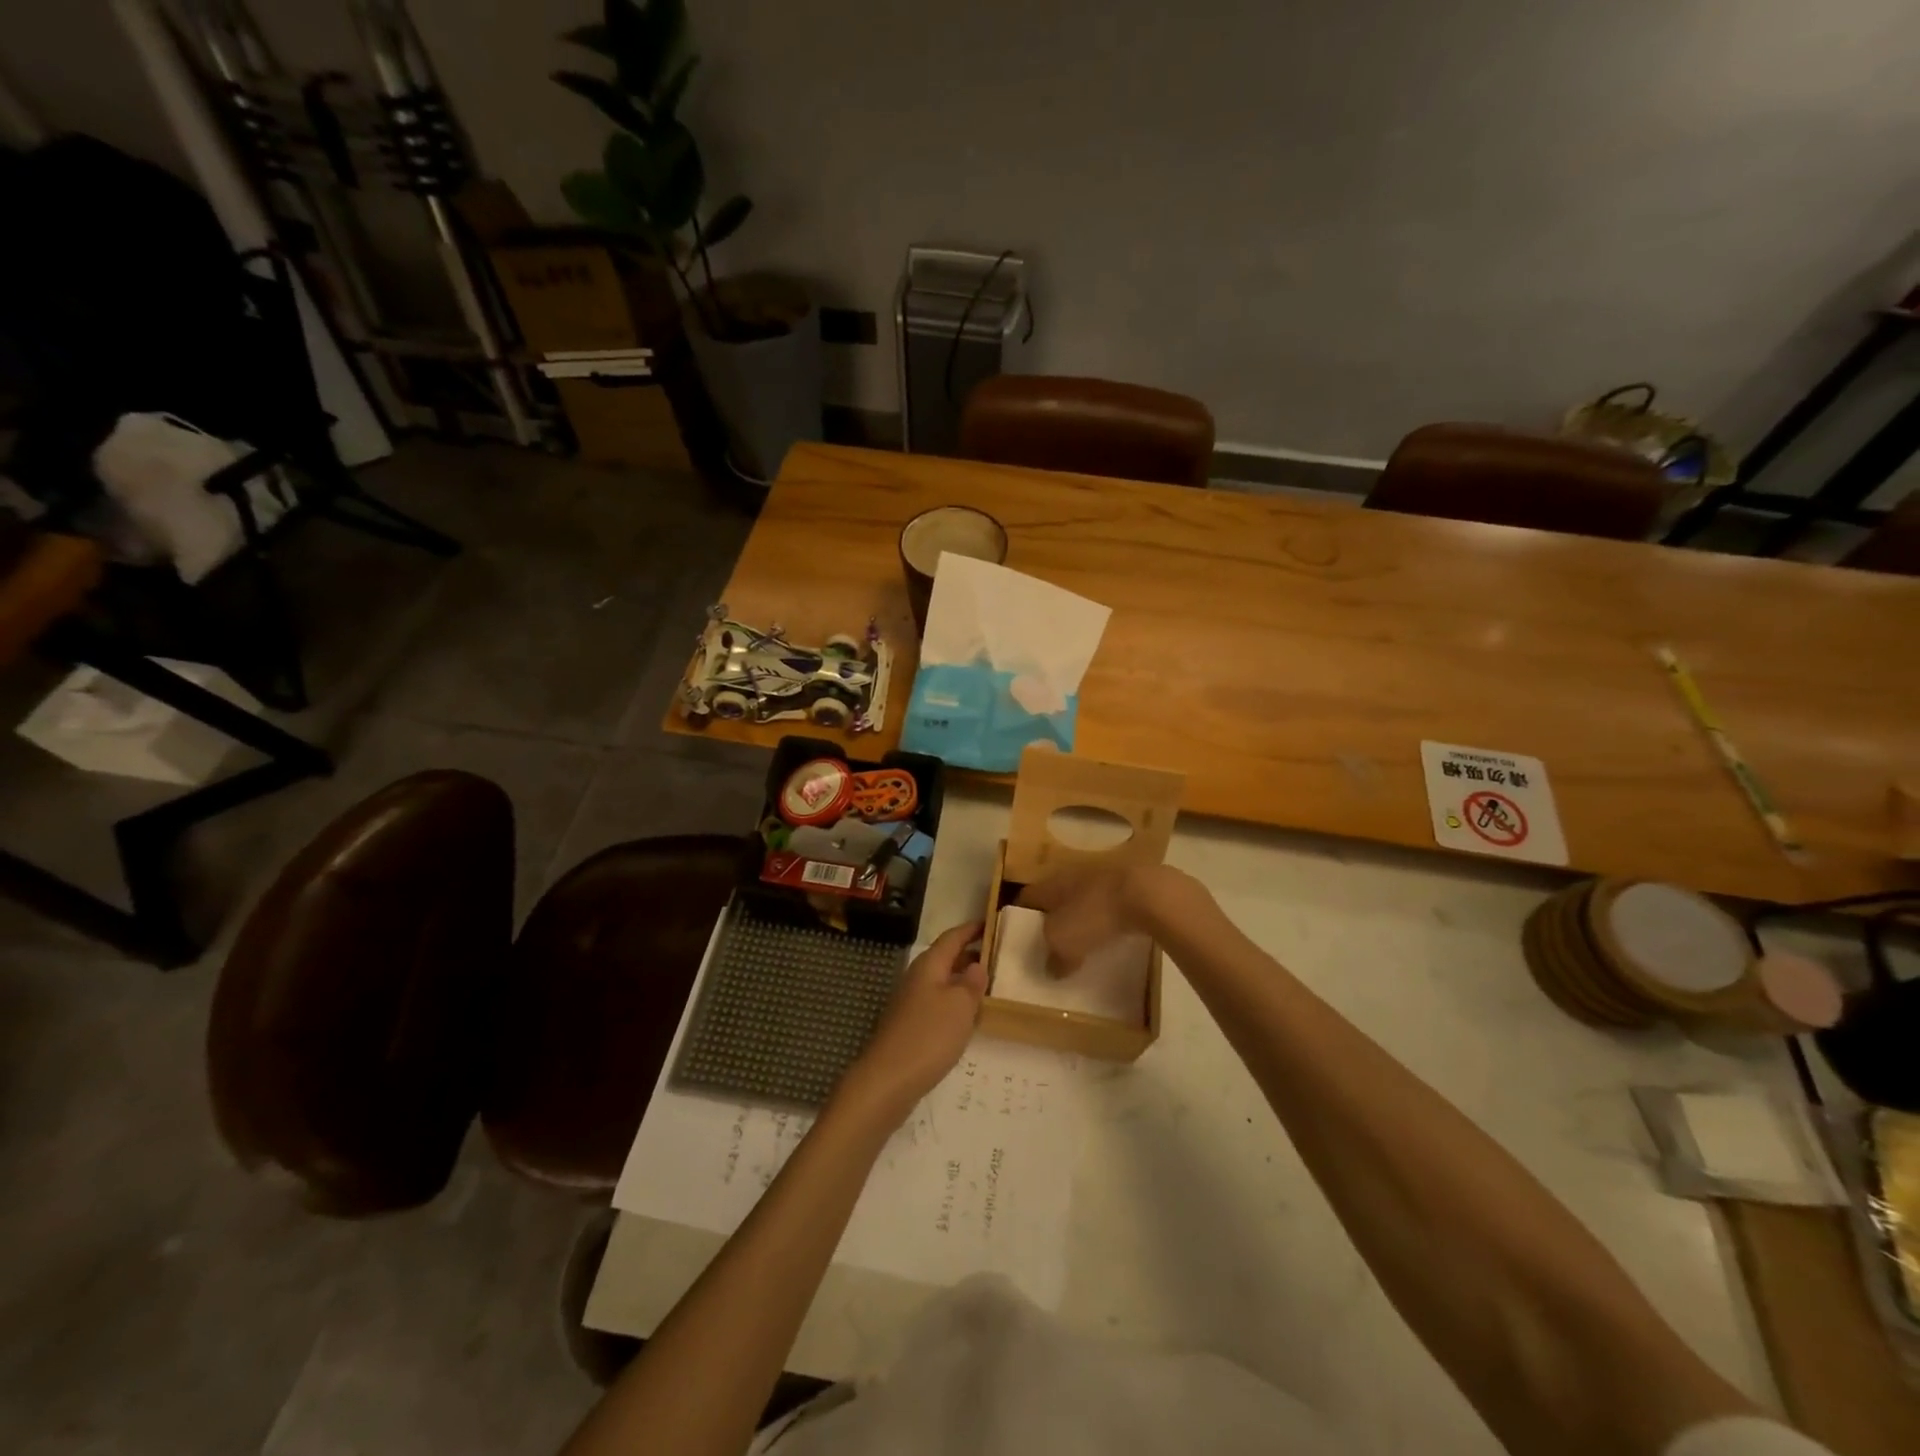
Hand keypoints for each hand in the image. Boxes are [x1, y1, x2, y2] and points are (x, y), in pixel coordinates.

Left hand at [843, 921, 987, 1114]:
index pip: (952, 937)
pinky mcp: (909, 1026)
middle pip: (945, 958)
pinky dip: (954, 1003)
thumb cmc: (928, 1036)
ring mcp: (910, 1003)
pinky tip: (967, 1018)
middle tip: (997, 957)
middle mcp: (917, 978)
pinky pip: (937, 1004)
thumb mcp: (960, 1006)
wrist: (887, 1080)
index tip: (990, 922)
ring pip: (941, 982)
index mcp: (929, 965)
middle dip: (969, 955)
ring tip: (988, 987)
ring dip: (962, 981)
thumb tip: (976, 965)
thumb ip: (971, 983)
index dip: (971, 929)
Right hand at [1017, 864, 1173, 971]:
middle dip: (1053, 918)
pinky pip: (1110, 905)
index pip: (1027, 897)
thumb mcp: (1063, 942)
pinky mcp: (1130, 886)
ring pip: (1085, 900)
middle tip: (1052, 943)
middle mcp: (1073, 876)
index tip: (1021, 936)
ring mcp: (1103, 878)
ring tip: (1084, 942)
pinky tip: (1113, 936)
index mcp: (1051, 884)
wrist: (1148, 894)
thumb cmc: (1095, 914)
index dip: (1020, 916)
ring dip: (1083, 918)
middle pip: (1056, 898)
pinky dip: (1108, 920)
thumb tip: (1052, 968)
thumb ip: (1054, 957)